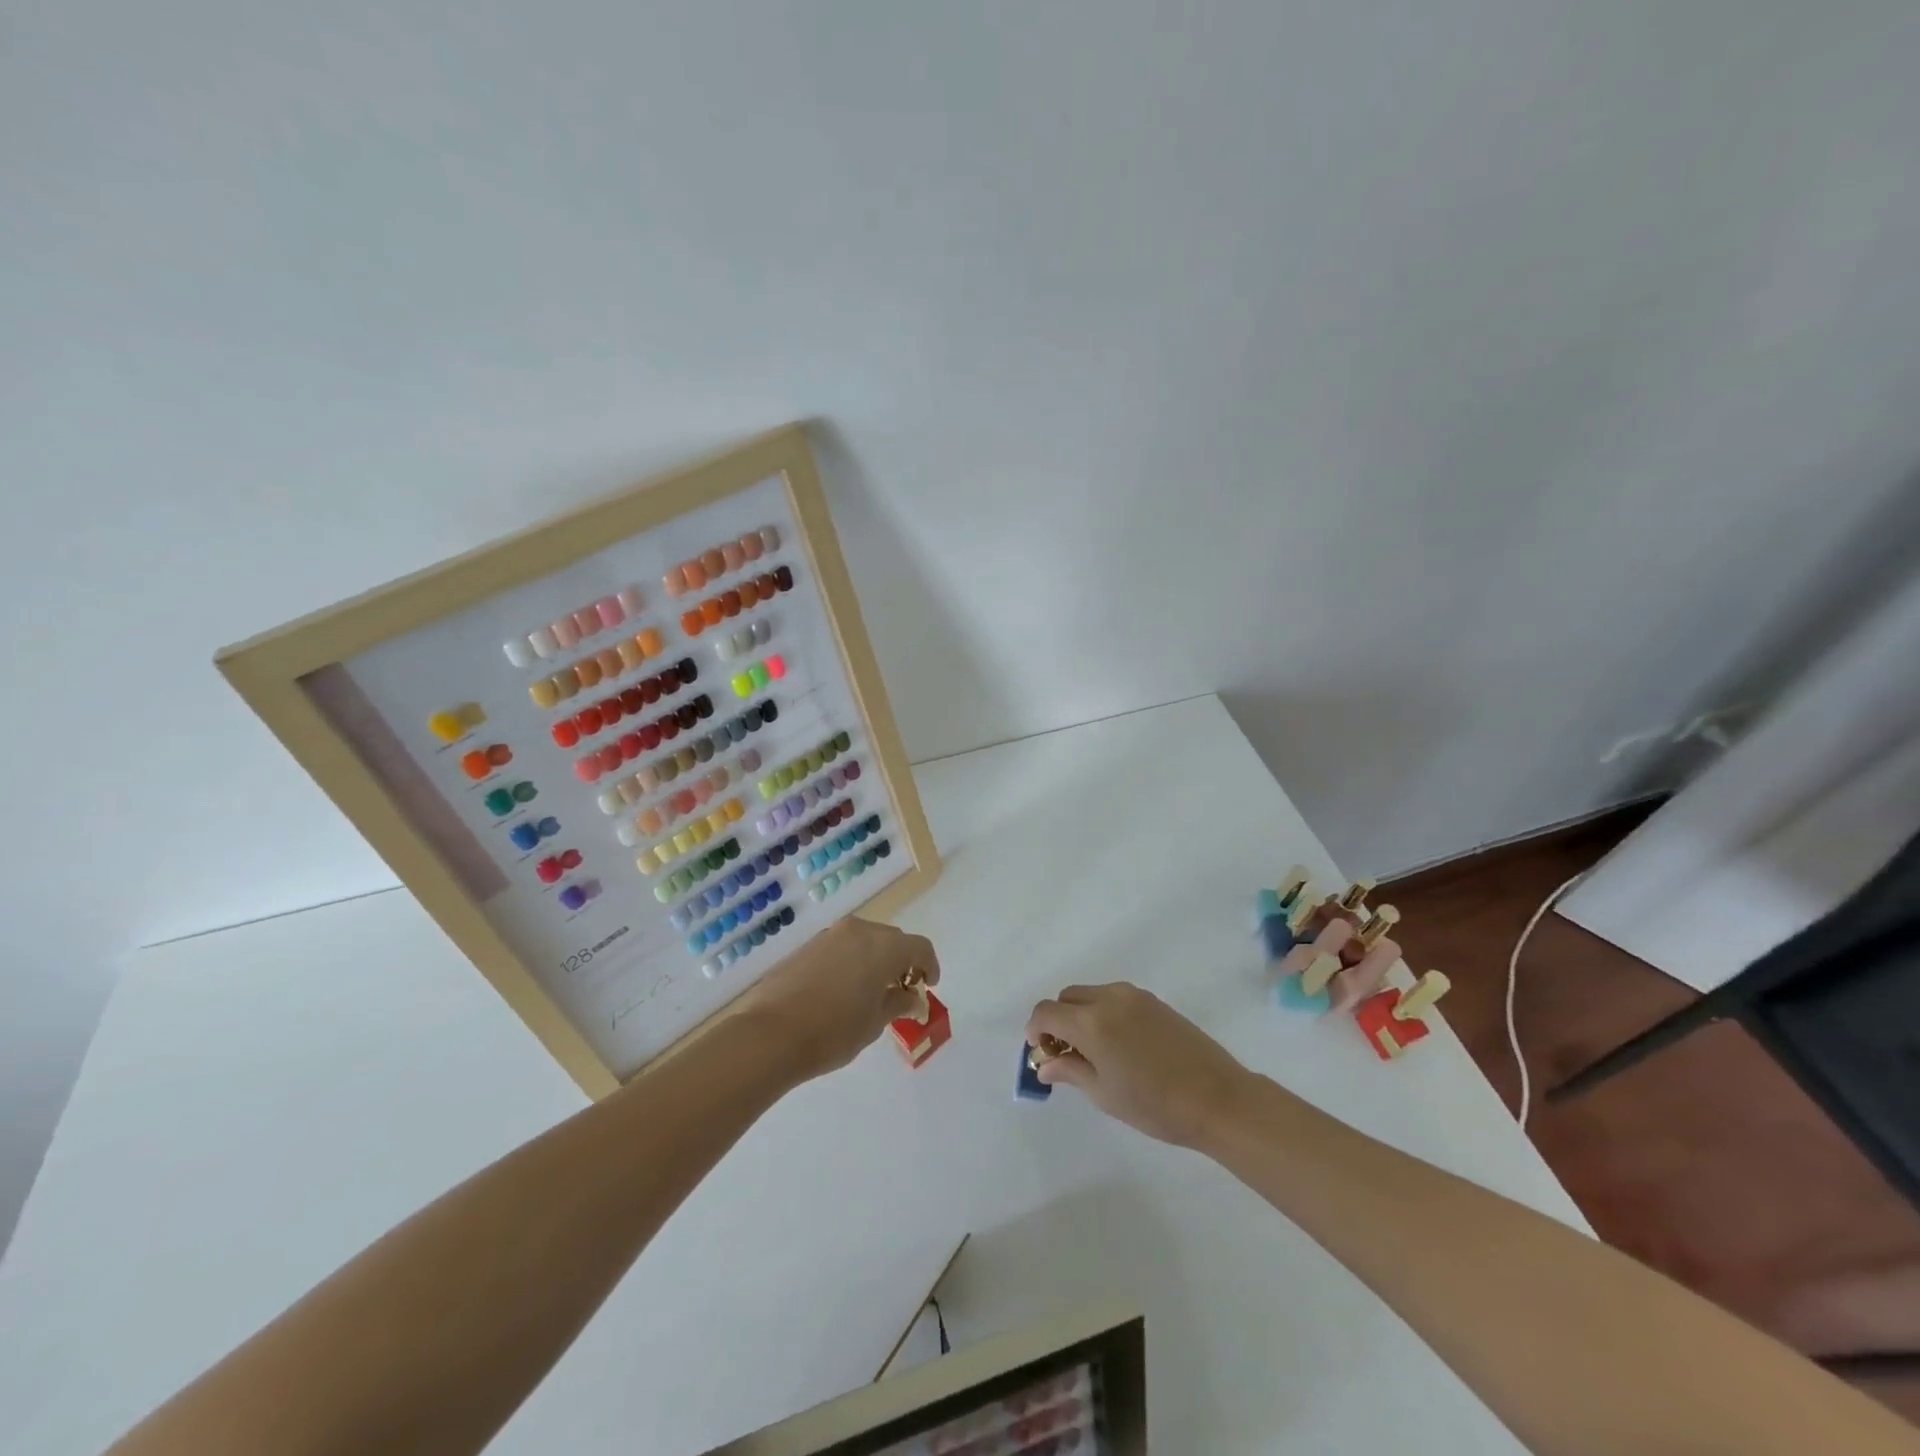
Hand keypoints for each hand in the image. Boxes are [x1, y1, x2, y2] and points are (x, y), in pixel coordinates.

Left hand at [737, 917, 940, 1081]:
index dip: (929, 966)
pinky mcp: (808, 946)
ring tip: (872, 991)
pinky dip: (852, 961)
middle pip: (892, 940)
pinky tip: (844, 989)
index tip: (928, 986)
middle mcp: (859, 931)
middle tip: (902, 990)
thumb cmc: (833, 1031)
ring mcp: (830, 935)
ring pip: (865, 940)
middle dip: (902, 962)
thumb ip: (898, 1004)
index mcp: (884, 947)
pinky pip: (842, 947)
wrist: (770, 1034)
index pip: (919, 947)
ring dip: (875, 960)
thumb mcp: (874, 1023)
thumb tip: (912, 999)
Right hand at [1025, 983, 1256, 1147]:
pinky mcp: (1153, 1001)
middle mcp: (1109, 998)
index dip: (1036, 1030)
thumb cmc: (1155, 1105)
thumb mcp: (1104, 1094)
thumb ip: (1069, 1071)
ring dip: (1081, 1016)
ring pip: (1091, 995)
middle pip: (1067, 998)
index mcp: (1091, 1021)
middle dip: (1058, 1022)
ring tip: (1094, 1053)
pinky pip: (1114, 998)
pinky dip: (1103, 1014)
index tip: (1041, 1053)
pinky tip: (1119, 1046)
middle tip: (1065, 1056)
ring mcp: (1134, 996)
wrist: (1218, 1098)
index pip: (1046, 1011)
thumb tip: (1044, 1063)